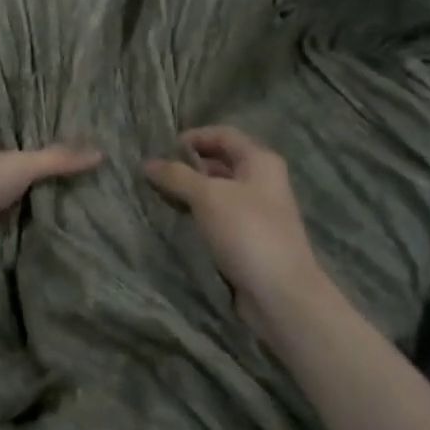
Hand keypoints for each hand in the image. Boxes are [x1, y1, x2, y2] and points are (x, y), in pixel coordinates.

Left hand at [0, 144, 101, 287]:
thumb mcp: (21, 165)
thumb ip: (57, 160)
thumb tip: (101, 152)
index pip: (5, 155)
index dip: (28, 161)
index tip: (58, 172)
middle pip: (1, 188)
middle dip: (24, 196)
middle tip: (66, 206)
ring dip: (15, 225)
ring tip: (56, 233)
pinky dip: (6, 249)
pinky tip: (31, 256)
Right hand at [144, 126, 324, 327]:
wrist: (282, 295)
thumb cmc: (247, 231)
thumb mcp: (207, 196)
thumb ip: (176, 176)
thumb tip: (147, 162)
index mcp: (260, 161)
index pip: (223, 134)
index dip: (194, 137)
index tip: (164, 148)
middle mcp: (262, 181)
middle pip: (221, 162)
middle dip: (189, 165)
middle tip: (157, 172)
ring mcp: (258, 211)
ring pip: (219, 191)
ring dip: (192, 191)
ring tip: (161, 194)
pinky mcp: (250, 239)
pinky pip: (220, 216)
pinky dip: (200, 214)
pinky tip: (179, 219)